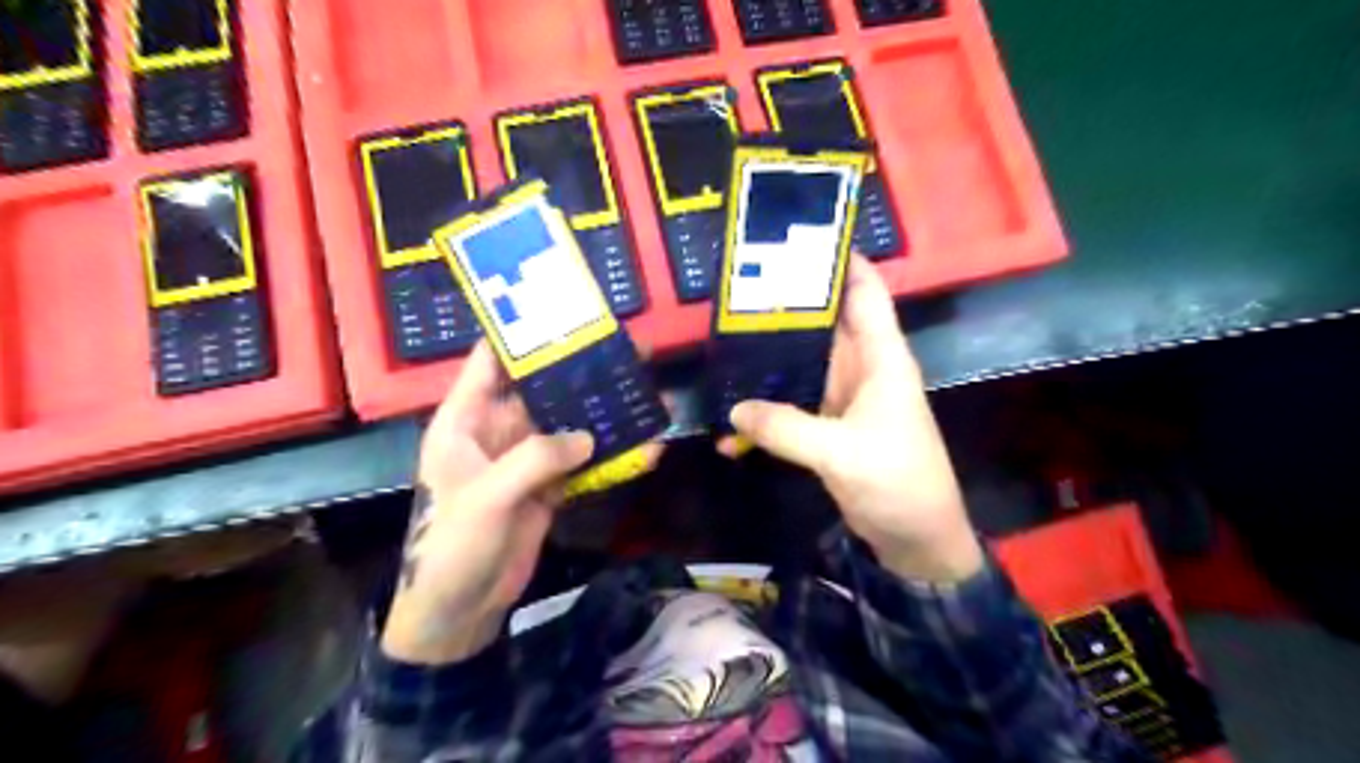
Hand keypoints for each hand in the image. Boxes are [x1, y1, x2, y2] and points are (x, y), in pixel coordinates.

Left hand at [381, 342, 665, 665]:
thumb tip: (588, 435)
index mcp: (466, 420)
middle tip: (624, 349)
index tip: (564, 311)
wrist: (462, 608)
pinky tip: (643, 444)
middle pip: (542, 389)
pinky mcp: (548, 484)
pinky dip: (609, 453)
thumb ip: (536, 458)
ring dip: (601, 411)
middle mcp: (497, 430)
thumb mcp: (488, 497)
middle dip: (580, 371)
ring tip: (642, 391)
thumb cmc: (455, 545)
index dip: (522, 333)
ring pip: (567, 422)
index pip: (491, 361)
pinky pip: (582, 459)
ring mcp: (526, 458)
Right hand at [714, 256, 983, 584]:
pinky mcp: (828, 425)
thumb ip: (786, 429)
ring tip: (722, 341)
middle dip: (786, 306)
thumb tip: (733, 410)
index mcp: (881, 358)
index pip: (866, 292)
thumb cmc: (897, 483)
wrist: (917, 540)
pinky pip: (792, 404)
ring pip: (802, 362)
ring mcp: (843, 397)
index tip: (798, 239)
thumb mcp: (842, 453)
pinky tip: (732, 419)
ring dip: (768, 358)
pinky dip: (766, 408)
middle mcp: (862, 368)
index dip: (840, 261)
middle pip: (823, 322)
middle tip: (736, 290)